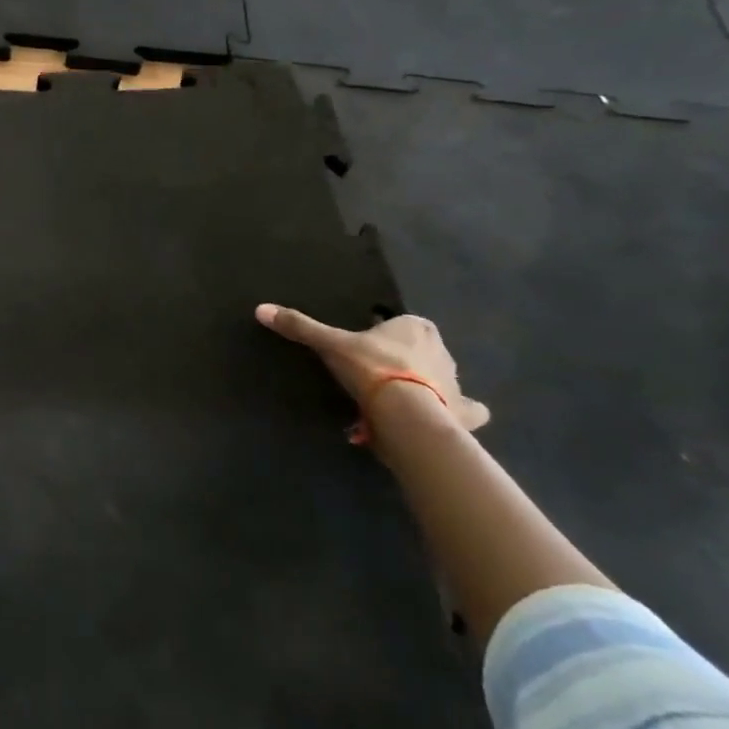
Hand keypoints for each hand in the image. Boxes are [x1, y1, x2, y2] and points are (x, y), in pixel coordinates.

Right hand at [255, 305, 489, 434]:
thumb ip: (300, 327)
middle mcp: (441, 350)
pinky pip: (468, 411)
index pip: (402, 323)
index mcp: (415, 328)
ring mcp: (457, 383)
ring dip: (431, 386)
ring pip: (443, 378)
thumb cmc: (372, 369)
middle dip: (407, 360)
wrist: (407, 415)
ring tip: (403, 400)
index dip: (386, 334)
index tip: (367, 348)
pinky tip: (448, 420)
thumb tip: (261, 309)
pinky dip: (461, 414)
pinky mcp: (464, 413)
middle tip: (379, 376)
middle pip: (423, 351)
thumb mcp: (330, 345)